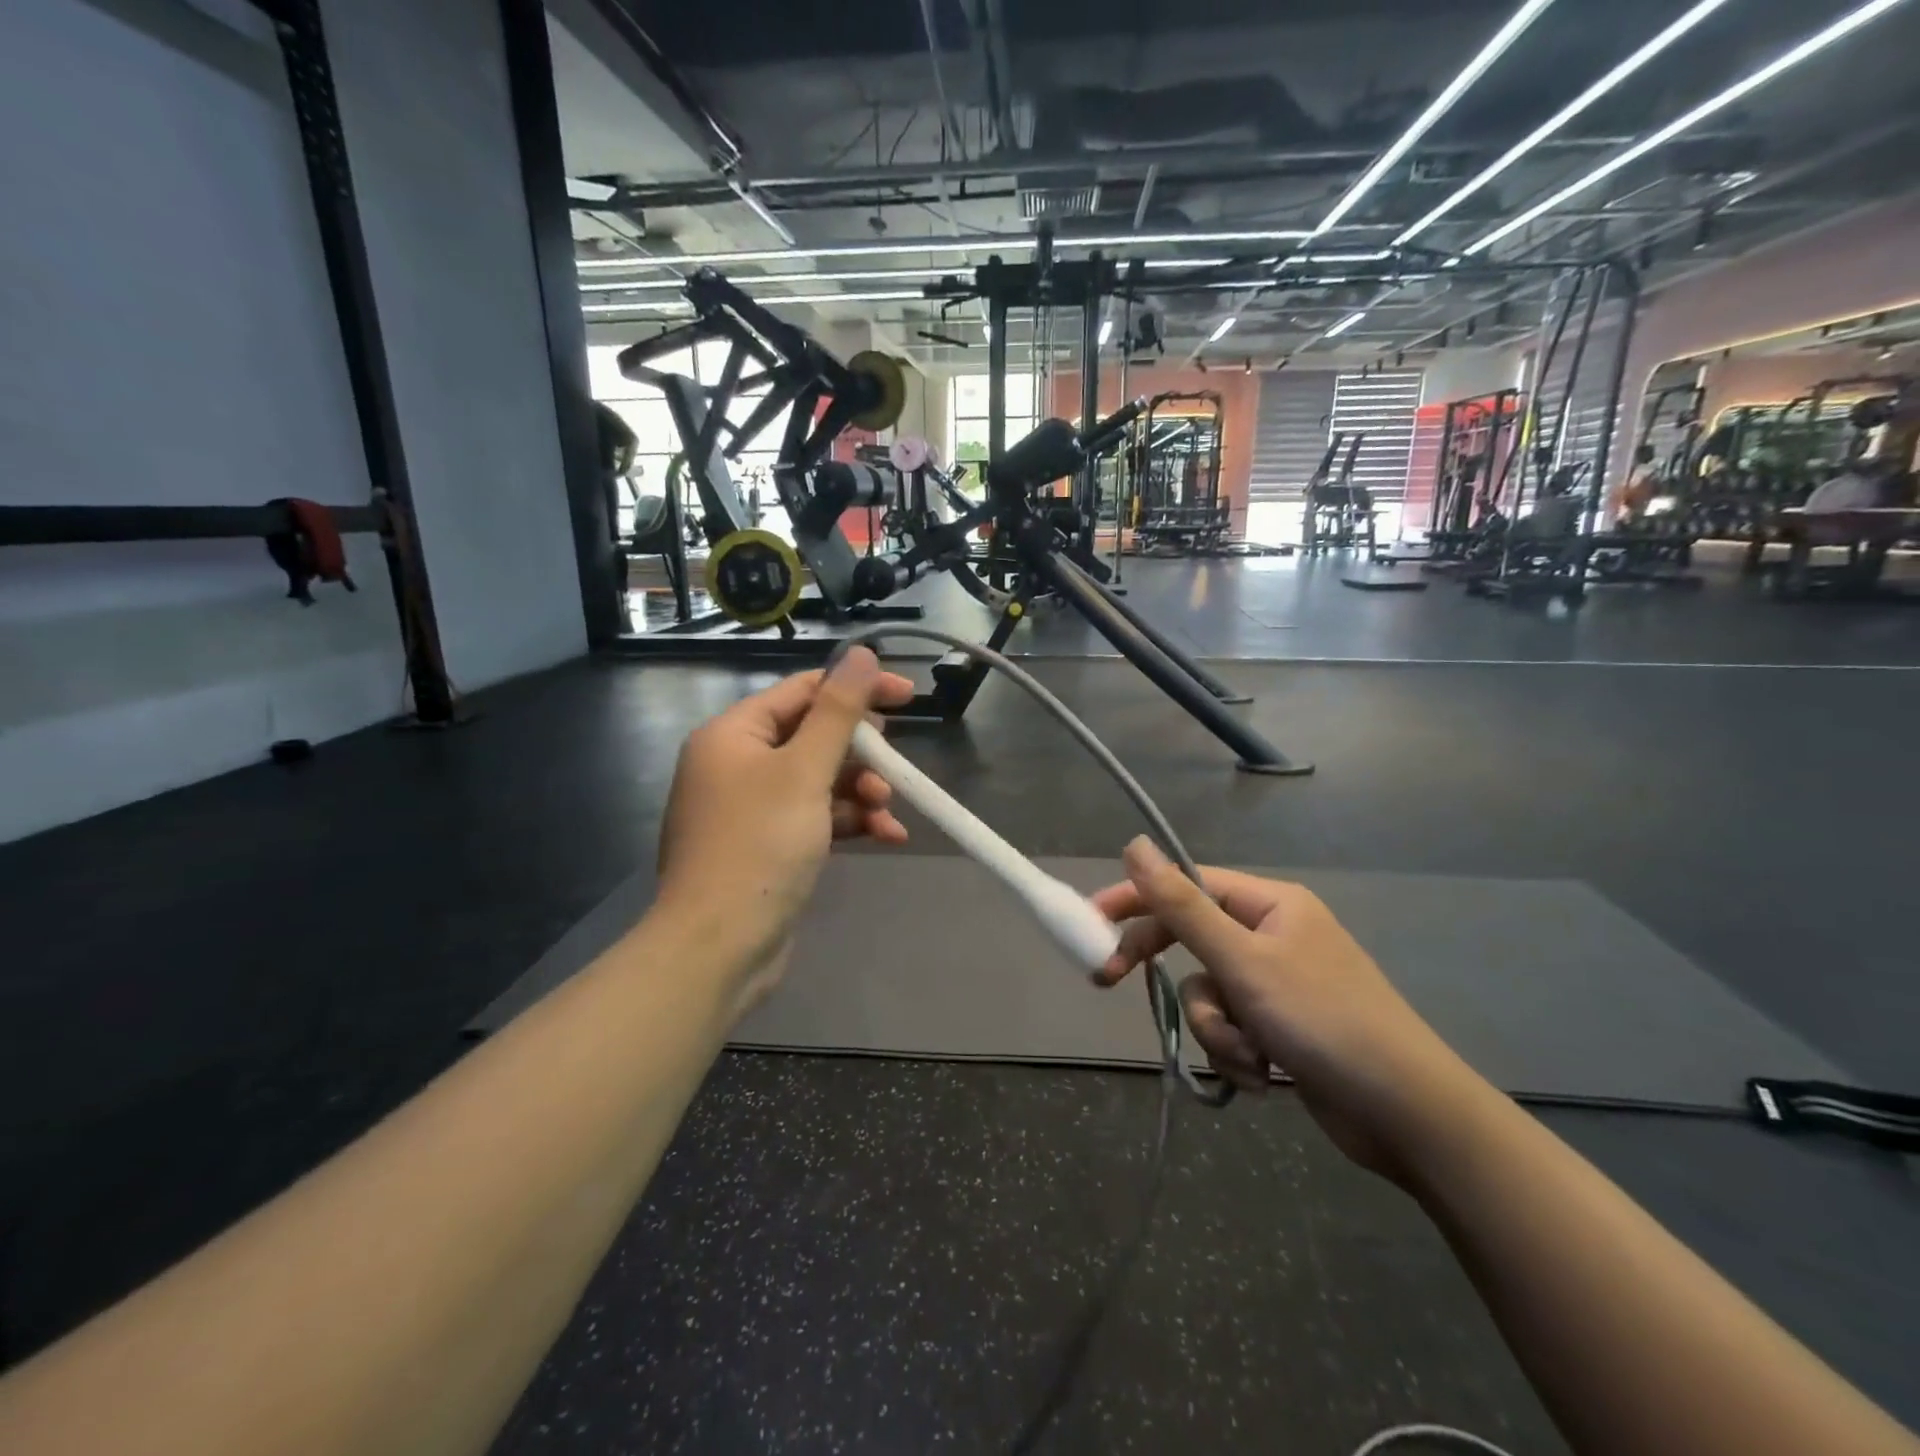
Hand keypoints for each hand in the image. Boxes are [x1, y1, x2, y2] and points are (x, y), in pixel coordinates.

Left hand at [656, 649, 914, 1007]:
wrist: (719, 946)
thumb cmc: (759, 846)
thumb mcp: (805, 771)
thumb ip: (837, 711)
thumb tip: (861, 653)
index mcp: (733, 734)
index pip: (803, 691)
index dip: (857, 689)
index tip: (908, 697)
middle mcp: (737, 764)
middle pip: (813, 737)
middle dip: (860, 753)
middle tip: (892, 768)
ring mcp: (750, 808)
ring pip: (819, 780)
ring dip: (860, 792)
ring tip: (887, 811)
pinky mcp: (767, 845)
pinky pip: (815, 817)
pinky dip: (849, 822)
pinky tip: (886, 835)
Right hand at [1091, 838, 1484, 1184]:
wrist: (1409, 1115)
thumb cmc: (1323, 1021)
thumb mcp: (1242, 960)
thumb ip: (1181, 904)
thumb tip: (1134, 844)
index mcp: (1269, 905)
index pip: (1185, 887)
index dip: (1135, 900)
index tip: (1091, 922)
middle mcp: (1272, 936)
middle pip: (1192, 942)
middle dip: (1167, 974)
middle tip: (1107, 982)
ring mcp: (1278, 984)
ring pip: (1209, 995)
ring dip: (1216, 1030)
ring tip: (1250, 1056)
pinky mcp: (1283, 1028)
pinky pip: (1232, 1028)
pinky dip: (1238, 1053)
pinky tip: (1266, 1076)